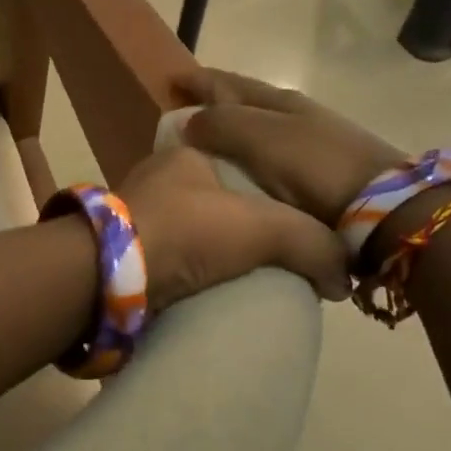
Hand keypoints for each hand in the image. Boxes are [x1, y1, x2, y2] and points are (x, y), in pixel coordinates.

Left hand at [117, 145, 349, 309]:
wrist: (108, 276)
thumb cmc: (186, 231)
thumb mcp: (263, 227)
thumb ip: (311, 243)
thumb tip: (342, 277)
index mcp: (187, 156)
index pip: (244, 169)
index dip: (272, 199)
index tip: (290, 234)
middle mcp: (157, 179)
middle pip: (216, 203)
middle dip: (241, 231)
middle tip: (270, 264)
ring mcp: (134, 217)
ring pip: (190, 234)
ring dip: (211, 256)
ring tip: (242, 285)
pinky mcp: (120, 255)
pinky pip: (168, 262)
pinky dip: (188, 276)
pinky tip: (206, 295)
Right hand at [176, 70, 405, 227]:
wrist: (383, 207)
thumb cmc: (315, 167)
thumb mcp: (262, 139)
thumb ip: (223, 124)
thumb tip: (189, 120)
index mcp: (280, 102)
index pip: (230, 83)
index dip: (201, 81)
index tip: (173, 81)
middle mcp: (297, 116)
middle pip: (247, 102)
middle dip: (216, 101)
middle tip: (186, 109)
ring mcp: (313, 144)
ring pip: (261, 129)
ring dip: (234, 129)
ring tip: (209, 142)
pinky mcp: (322, 175)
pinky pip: (272, 157)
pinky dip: (252, 156)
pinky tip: (245, 171)